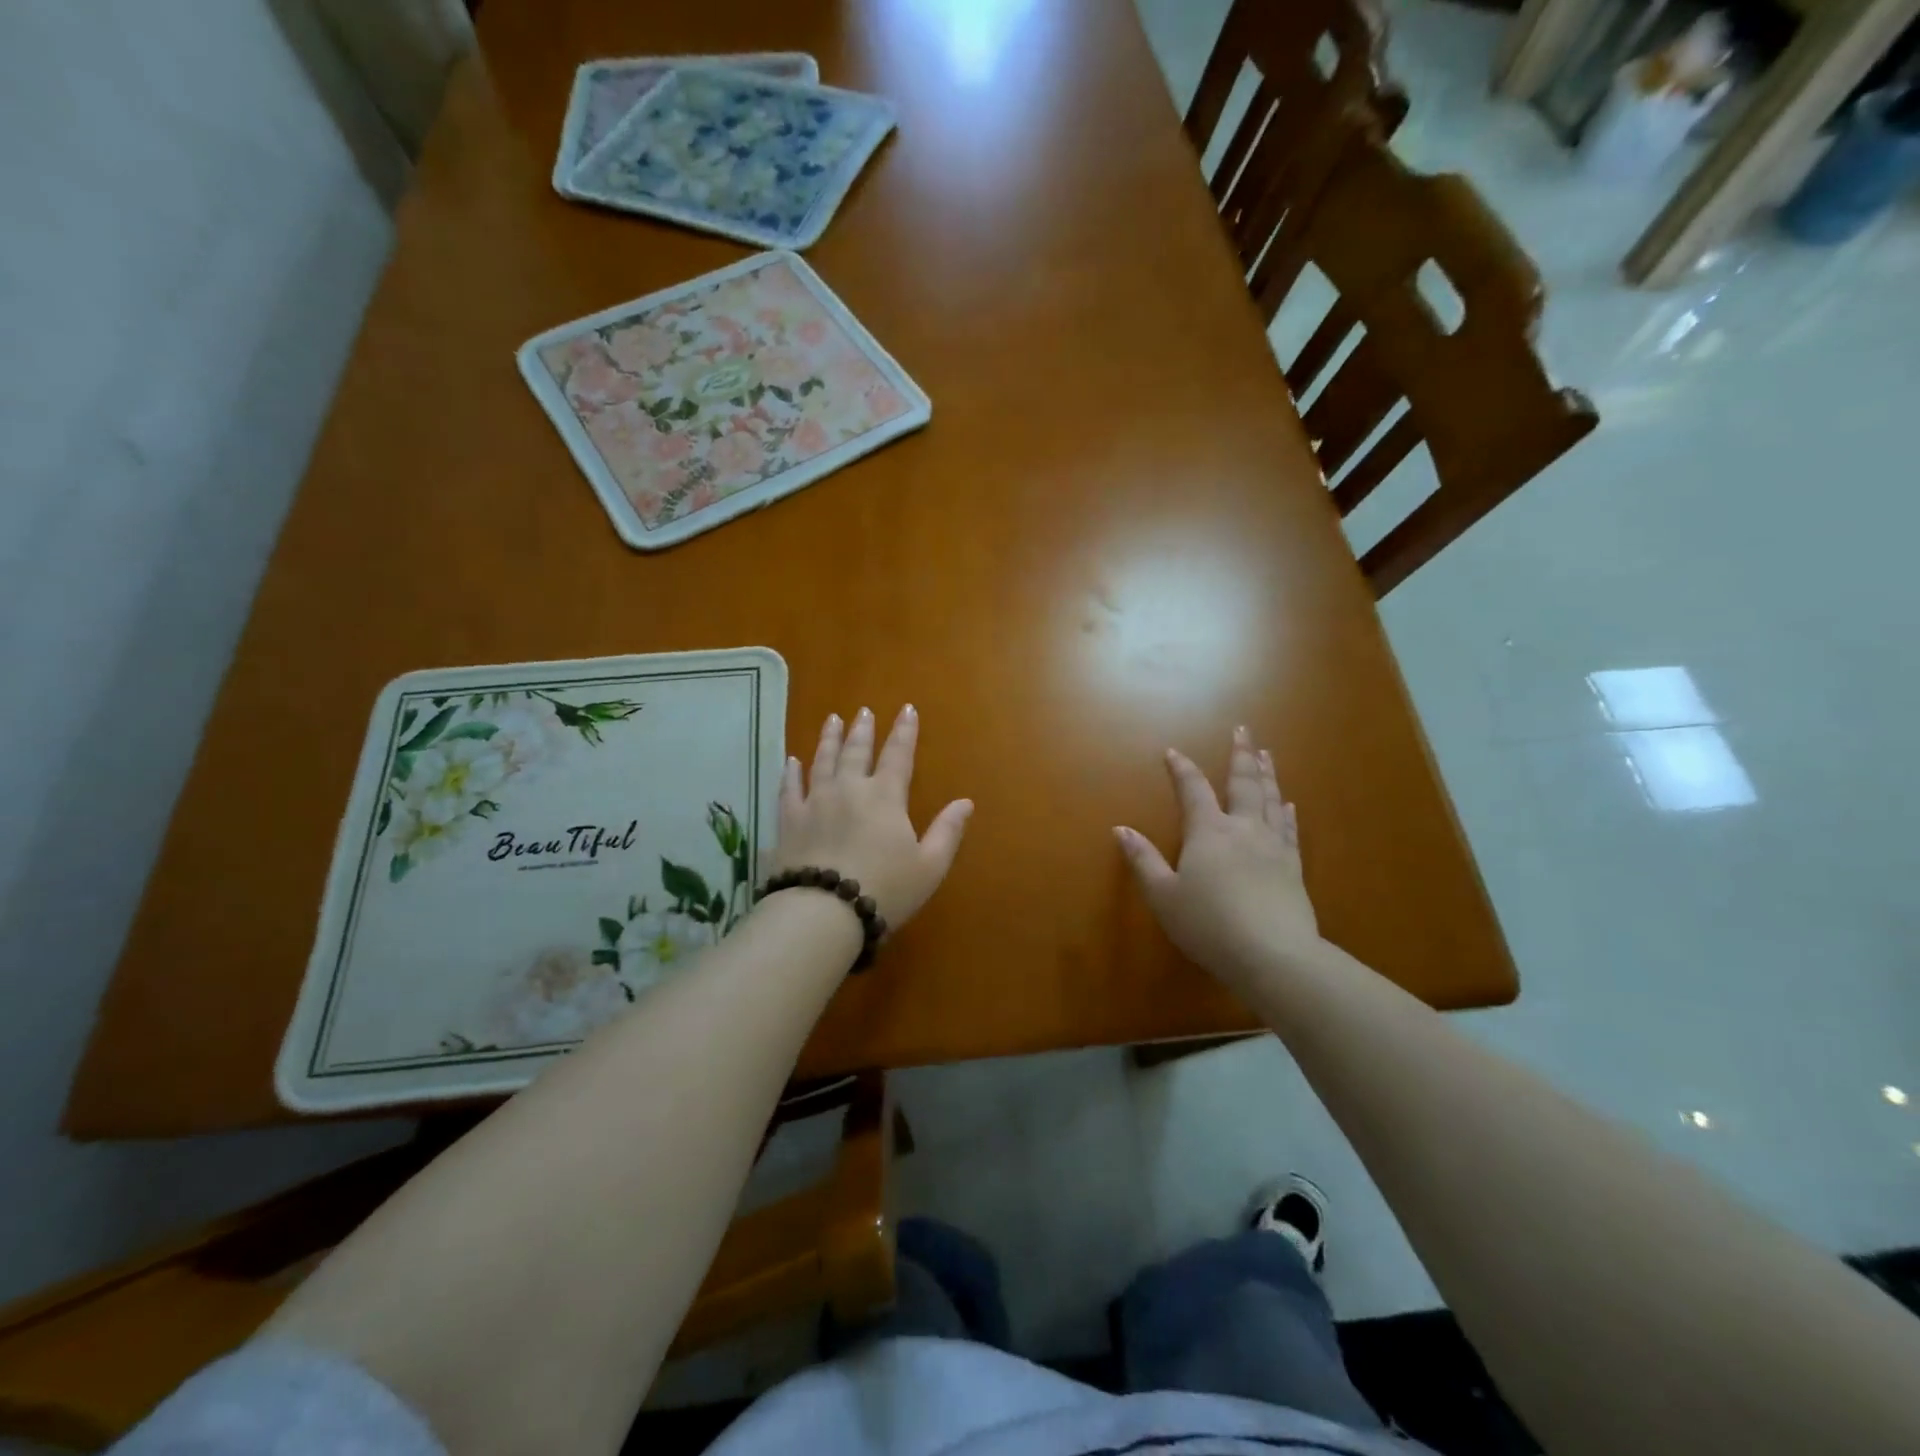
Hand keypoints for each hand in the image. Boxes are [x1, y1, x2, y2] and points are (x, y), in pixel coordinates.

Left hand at [771, 705, 972, 928]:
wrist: (824, 912)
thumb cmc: (885, 890)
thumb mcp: (929, 866)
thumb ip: (947, 831)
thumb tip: (966, 802)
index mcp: (885, 797)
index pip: (898, 755)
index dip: (904, 731)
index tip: (906, 709)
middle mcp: (849, 789)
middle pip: (856, 752)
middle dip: (862, 730)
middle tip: (863, 711)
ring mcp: (815, 802)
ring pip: (822, 761)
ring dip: (829, 739)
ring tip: (832, 720)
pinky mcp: (789, 821)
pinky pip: (789, 788)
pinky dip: (792, 772)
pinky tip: (792, 761)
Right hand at [1115, 727, 1322, 987]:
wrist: (1273, 955)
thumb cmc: (1209, 925)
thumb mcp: (1164, 896)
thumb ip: (1143, 861)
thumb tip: (1121, 829)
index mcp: (1208, 832)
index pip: (1193, 790)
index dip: (1182, 769)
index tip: (1173, 752)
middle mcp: (1242, 829)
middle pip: (1243, 783)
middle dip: (1240, 755)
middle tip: (1243, 730)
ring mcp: (1273, 846)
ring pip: (1270, 800)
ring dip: (1267, 774)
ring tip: (1266, 754)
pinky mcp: (1293, 867)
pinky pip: (1289, 830)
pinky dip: (1286, 812)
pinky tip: (1287, 804)